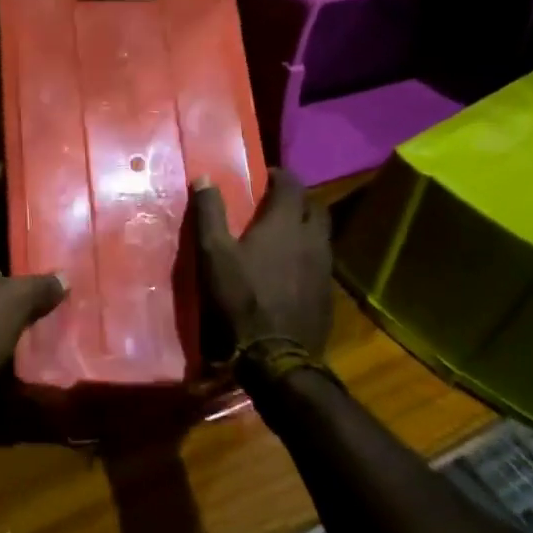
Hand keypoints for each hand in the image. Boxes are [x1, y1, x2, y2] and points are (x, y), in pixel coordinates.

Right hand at [192, 169, 334, 358]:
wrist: (276, 356)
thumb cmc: (241, 298)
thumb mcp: (213, 253)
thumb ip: (209, 212)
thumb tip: (204, 178)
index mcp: (286, 224)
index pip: (293, 185)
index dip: (280, 176)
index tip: (265, 175)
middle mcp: (312, 239)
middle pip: (315, 207)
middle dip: (298, 198)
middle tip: (275, 202)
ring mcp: (324, 267)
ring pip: (321, 234)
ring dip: (305, 226)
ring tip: (282, 233)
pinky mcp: (327, 292)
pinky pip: (321, 260)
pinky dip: (308, 253)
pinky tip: (291, 267)